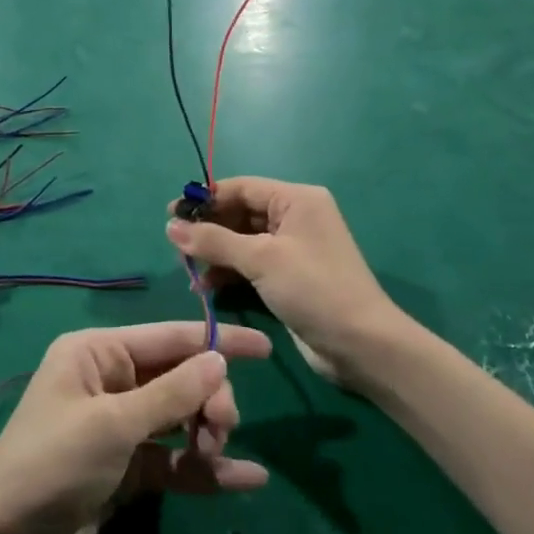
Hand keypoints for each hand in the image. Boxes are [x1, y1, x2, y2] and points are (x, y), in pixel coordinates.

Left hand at [0, 322, 270, 533]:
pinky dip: (205, 469)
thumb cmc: (52, 465)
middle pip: (179, 378)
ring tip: (217, 454)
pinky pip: (174, 460)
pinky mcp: (126, 470)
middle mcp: (110, 382)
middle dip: (208, 398)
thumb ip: (171, 393)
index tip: (265, 348)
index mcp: (97, 353)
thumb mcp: (113, 424)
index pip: (169, 337)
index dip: (217, 341)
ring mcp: (119, 428)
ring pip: (181, 418)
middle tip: (220, 429)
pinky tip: (248, 480)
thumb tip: (219, 359)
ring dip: (206, 433)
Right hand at [166, 177, 408, 387]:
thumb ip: (214, 241)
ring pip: (243, 241)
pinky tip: (207, 288)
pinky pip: (251, 265)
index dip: (205, 199)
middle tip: (176, 246)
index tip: (170, 214)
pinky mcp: (290, 277)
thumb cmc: (314, 289)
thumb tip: (170, 226)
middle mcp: (295, 218)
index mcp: (296, 199)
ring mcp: (293, 249)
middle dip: (208, 229)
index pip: (242, 188)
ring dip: (216, 254)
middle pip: (240, 213)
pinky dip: (230, 273)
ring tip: (188, 271)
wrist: (362, 345)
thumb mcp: (261, 259)